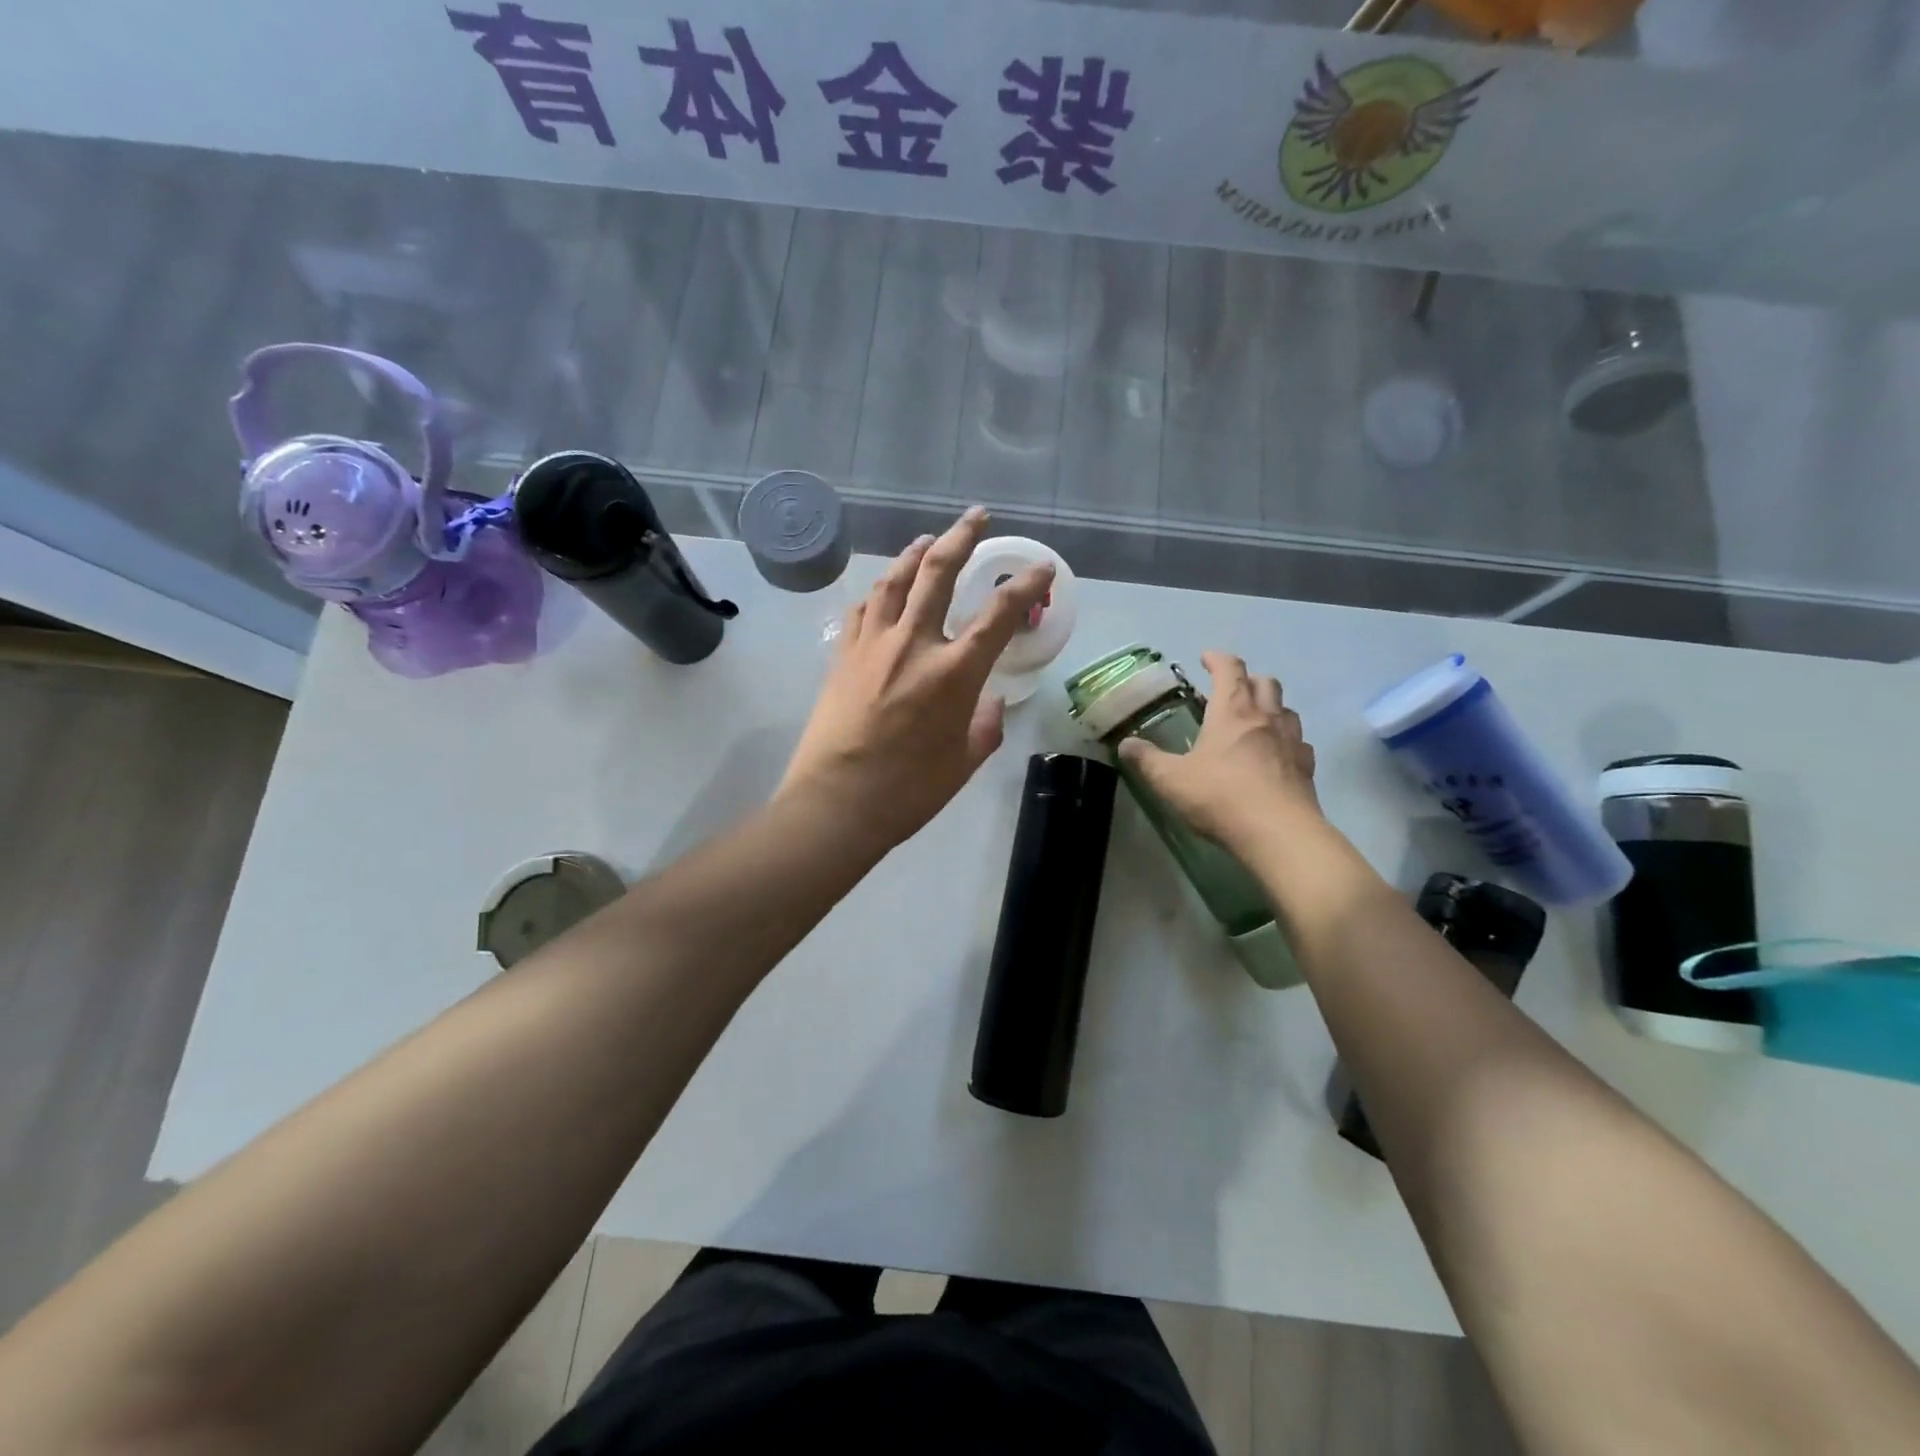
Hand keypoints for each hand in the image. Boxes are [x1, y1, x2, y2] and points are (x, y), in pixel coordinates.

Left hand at [780, 508, 1053, 849]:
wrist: (837, 802)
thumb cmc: (909, 791)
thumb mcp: (964, 762)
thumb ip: (985, 725)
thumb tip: (990, 700)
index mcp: (954, 672)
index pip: (999, 613)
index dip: (1025, 584)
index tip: (1041, 567)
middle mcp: (914, 644)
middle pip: (939, 572)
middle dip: (963, 537)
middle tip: (978, 517)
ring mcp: (873, 645)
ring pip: (894, 580)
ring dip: (915, 553)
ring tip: (929, 539)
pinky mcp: (843, 655)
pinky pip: (863, 609)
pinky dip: (878, 591)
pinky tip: (883, 589)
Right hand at [1117, 651, 1319, 851]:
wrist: (1278, 833)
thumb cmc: (1220, 797)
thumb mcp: (1170, 780)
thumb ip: (1146, 760)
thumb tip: (1125, 744)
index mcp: (1232, 711)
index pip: (1229, 669)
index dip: (1217, 659)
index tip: (1205, 658)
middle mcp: (1266, 717)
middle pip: (1264, 681)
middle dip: (1246, 679)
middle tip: (1228, 692)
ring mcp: (1291, 740)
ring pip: (1286, 708)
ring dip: (1270, 706)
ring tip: (1253, 721)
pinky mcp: (1306, 766)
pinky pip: (1299, 742)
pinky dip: (1286, 739)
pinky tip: (1275, 755)